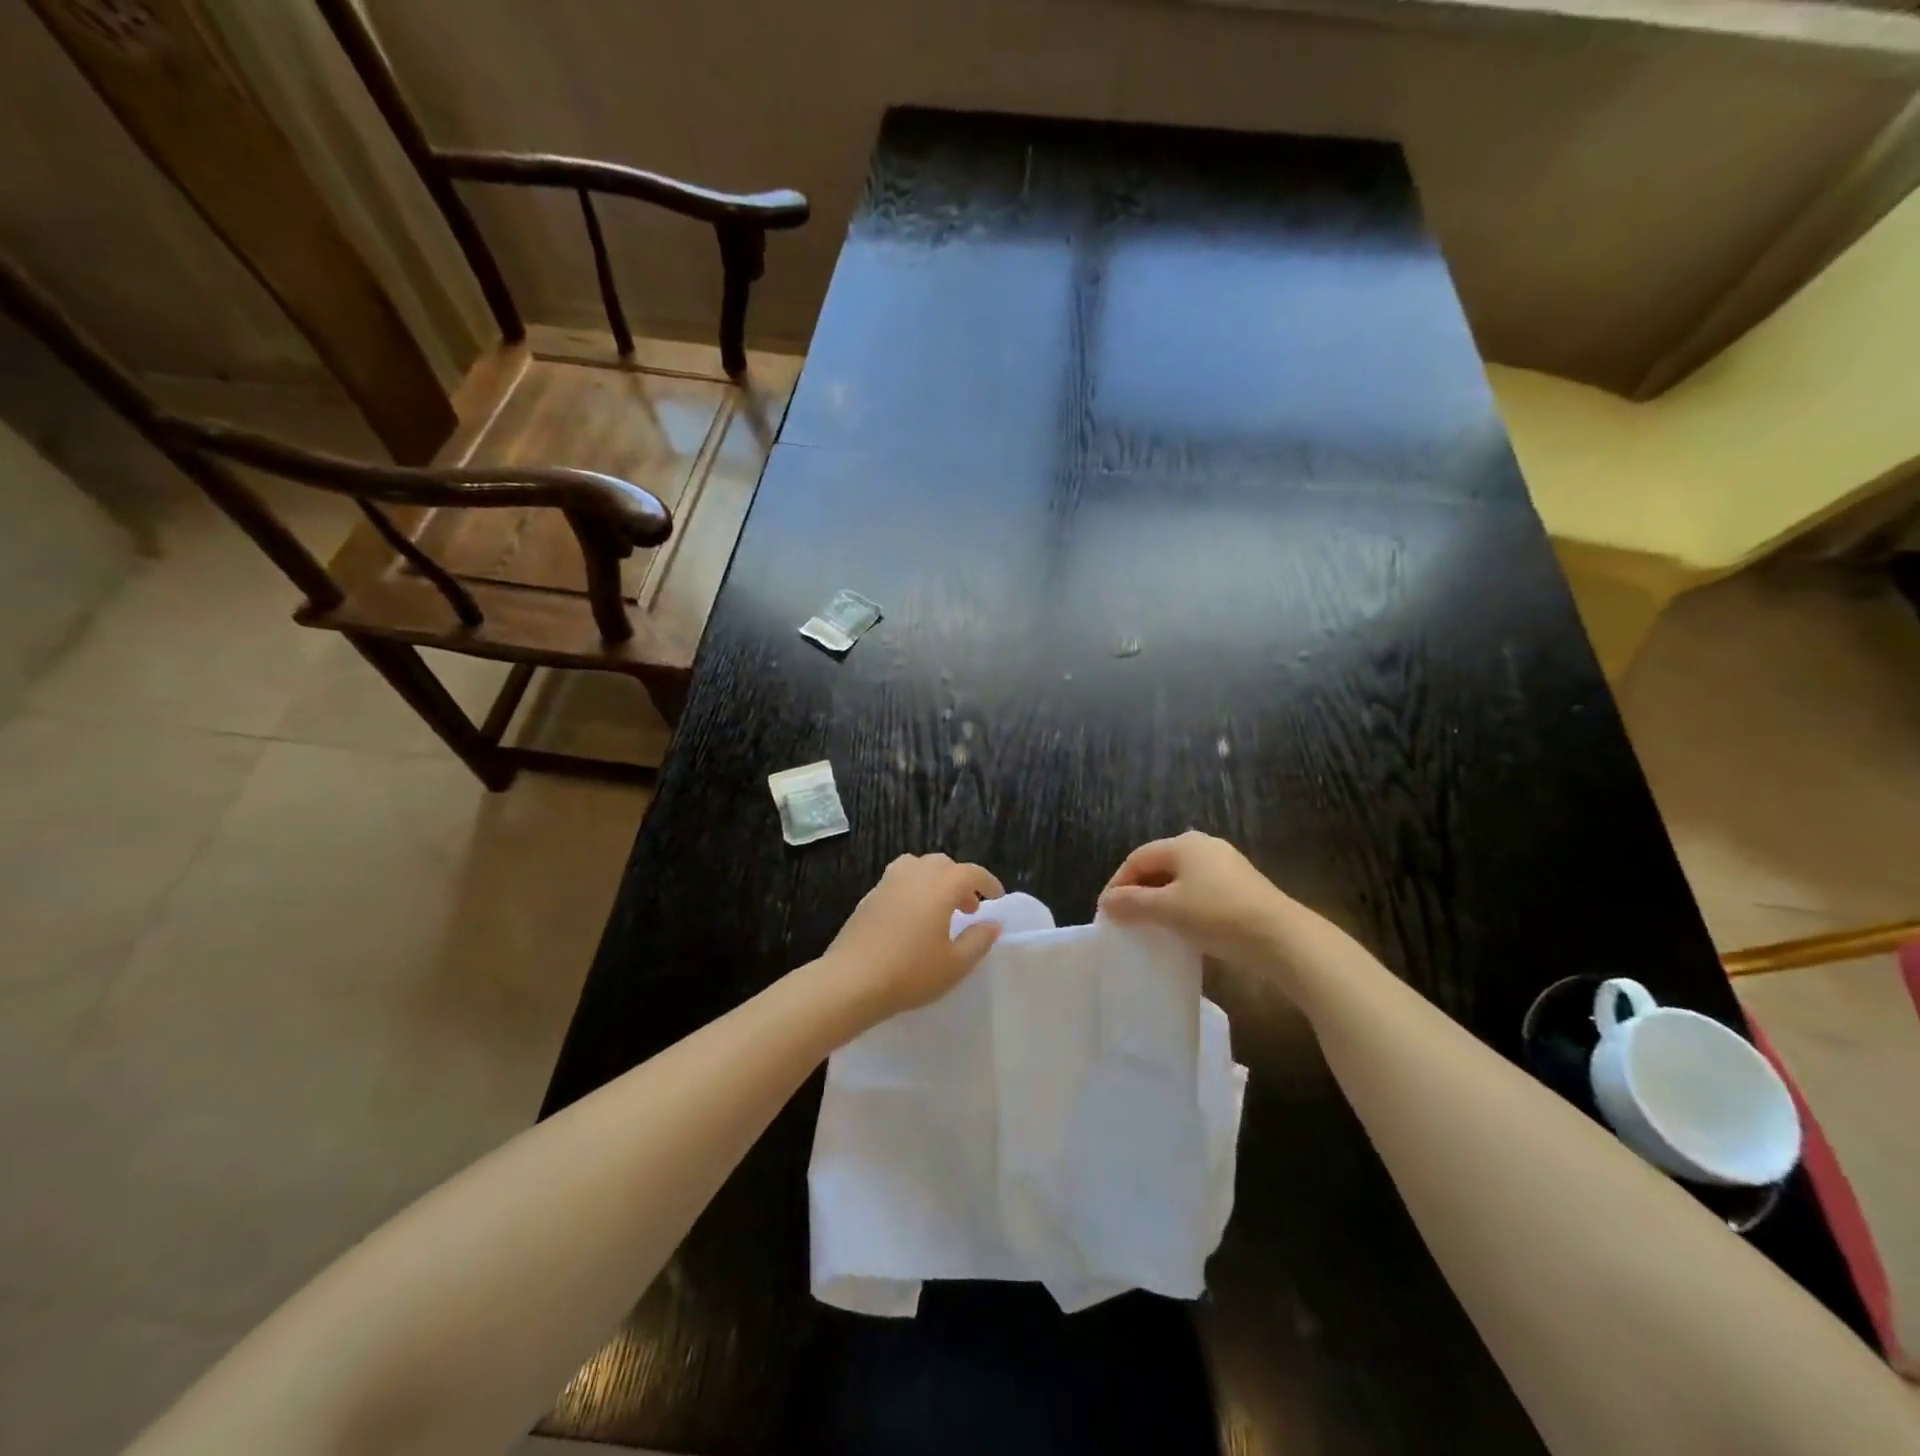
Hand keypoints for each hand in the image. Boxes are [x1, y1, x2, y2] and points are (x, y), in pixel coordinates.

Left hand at [819, 854, 1005, 1024]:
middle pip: (943, 864)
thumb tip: (992, 923)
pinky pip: (897, 881)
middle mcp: (914, 875)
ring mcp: (887, 883)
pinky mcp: (868, 898)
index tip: (997, 898)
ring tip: (938, 908)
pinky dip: (912, 889)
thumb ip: (978, 940)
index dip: (988, 882)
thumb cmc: (910, 973)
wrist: (851, 981)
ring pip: (916, 867)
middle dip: (960, 881)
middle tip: (969, 909)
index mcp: (940, 885)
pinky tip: (911, 919)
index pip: (971, 872)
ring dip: (933, 880)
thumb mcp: (955, 964)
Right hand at [1099, 831, 1296, 969]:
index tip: (1106, 911)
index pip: (1137, 858)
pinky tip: (1183, 928)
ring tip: (1150, 925)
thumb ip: (1133, 903)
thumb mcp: (1168, 910)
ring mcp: (1226, 865)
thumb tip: (1107, 902)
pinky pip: (1201, 891)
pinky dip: (1184, 906)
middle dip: (1139, 891)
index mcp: (1183, 843)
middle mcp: (1204, 846)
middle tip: (1125, 918)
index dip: (1118, 883)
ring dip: (1161, 900)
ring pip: (1181, 880)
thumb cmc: (1217, 915)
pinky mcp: (1242, 886)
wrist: (1282, 938)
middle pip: (1159, 866)